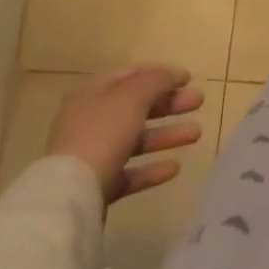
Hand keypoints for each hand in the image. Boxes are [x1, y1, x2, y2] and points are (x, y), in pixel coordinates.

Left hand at [46, 65, 205, 206]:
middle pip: (137, 107)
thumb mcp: (133, 96)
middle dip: (170, 104)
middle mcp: (91, 121)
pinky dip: (152, 168)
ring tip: (197, 134)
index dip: (161, 73)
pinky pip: (130, 172)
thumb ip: (157, 80)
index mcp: (94, 94)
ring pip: (137, 140)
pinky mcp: (98, 186)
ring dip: (167, 135)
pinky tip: (174, 168)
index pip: (131, 76)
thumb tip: (173, 74)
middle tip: (198, 102)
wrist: (70, 194)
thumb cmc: (103, 133)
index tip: (188, 78)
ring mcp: (93, 155)